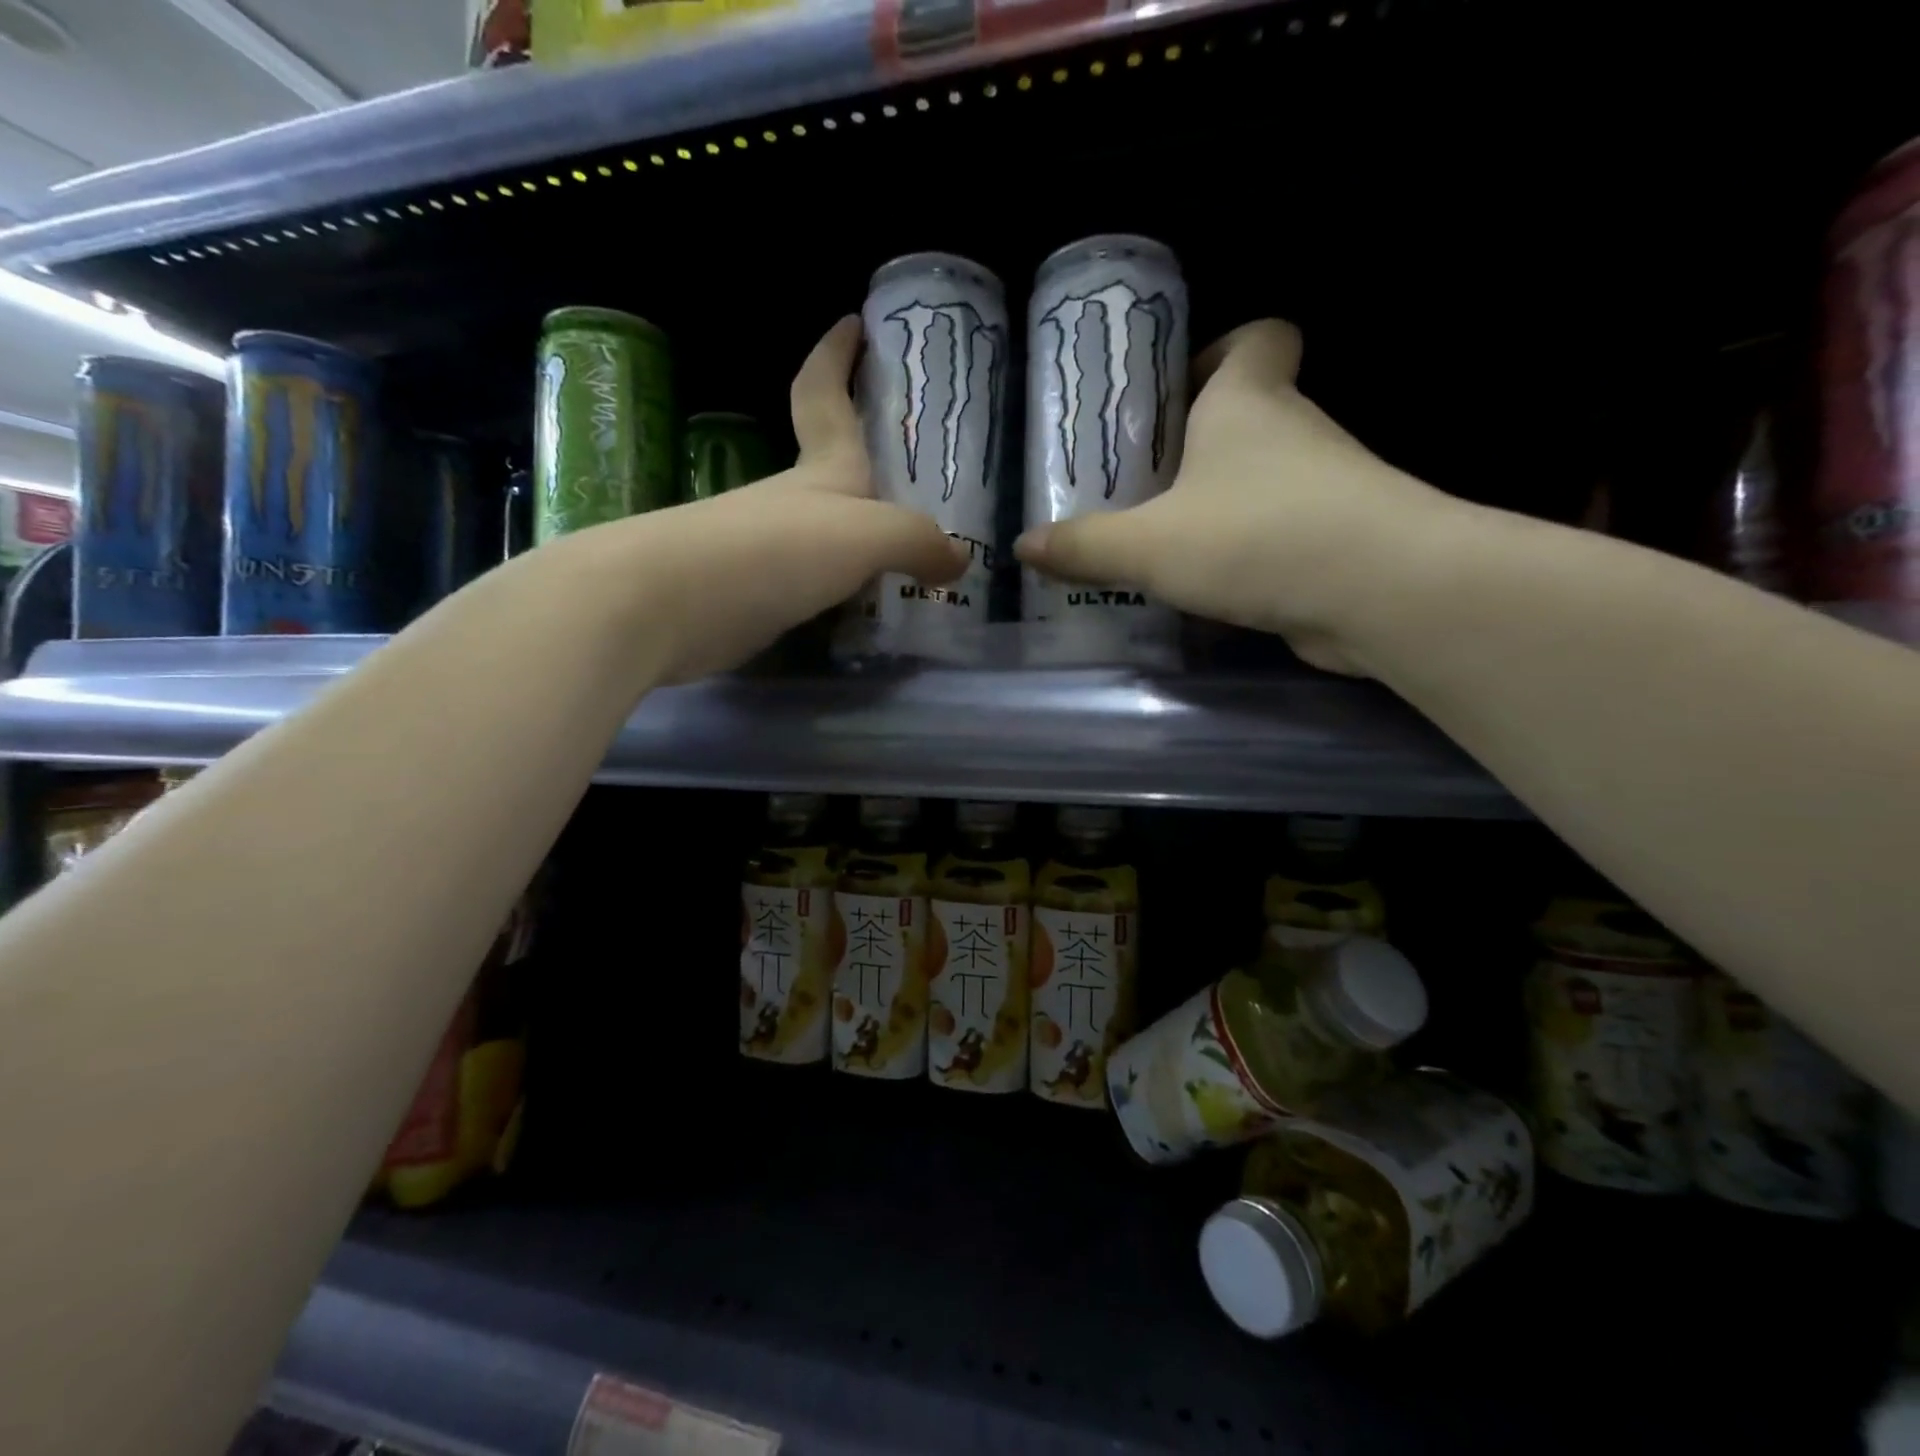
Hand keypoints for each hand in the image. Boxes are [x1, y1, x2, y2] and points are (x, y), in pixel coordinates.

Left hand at [551, 316, 966, 683]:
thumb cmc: (773, 550)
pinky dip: (845, 591)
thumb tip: (958, 559)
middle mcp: (793, 502)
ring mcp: (769, 551)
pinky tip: (867, 608)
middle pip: (833, 467)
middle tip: (922, 473)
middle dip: (870, 459)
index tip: (856, 323)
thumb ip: (917, 542)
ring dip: (864, 538)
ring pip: (829, 534)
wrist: (666, 607)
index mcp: (820, 468)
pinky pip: (816, 586)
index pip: (824, 393)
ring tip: (913, 554)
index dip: (839, 356)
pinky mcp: (756, 597)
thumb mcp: (865, 536)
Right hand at [1013, 319, 1459, 674]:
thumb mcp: (1148, 545)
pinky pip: (1274, 534)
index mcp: (1247, 401)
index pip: (1256, 336)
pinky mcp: (1333, 541)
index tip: (1171, 391)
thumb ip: (1084, 546)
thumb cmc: (1255, 536)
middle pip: (1246, 413)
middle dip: (1193, 443)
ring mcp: (1321, 487)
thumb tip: (1023, 546)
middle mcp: (1292, 431)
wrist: (1378, 592)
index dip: (1217, 349)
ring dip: (1214, 505)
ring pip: (1259, 480)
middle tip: (1134, 482)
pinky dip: (1240, 553)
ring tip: (1154, 543)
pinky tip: (1199, 589)